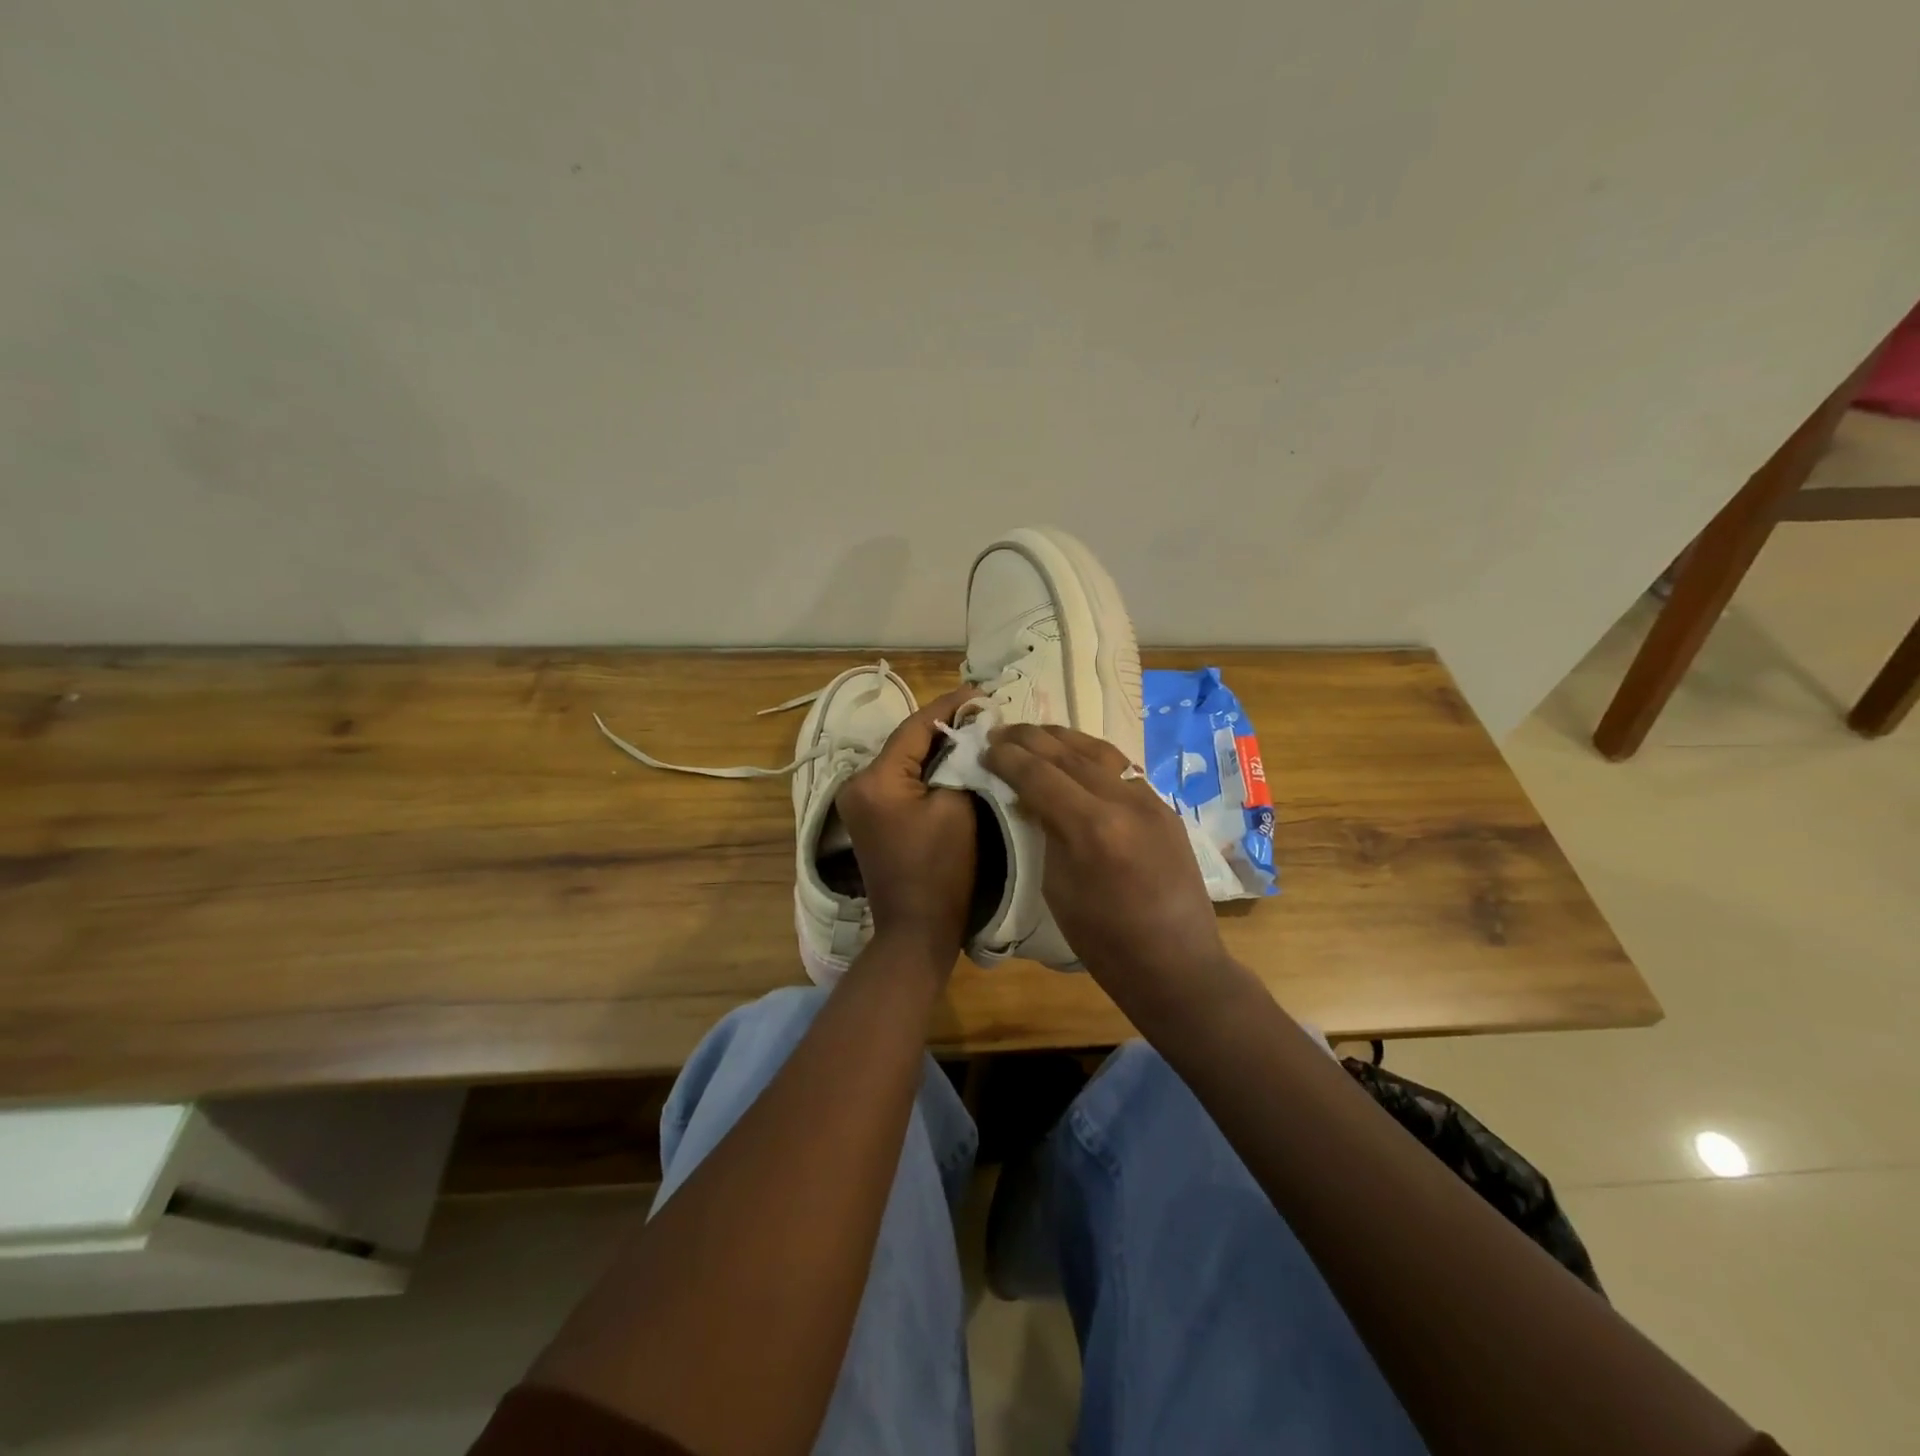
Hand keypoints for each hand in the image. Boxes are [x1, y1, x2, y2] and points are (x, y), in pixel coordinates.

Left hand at [835, 688, 979, 961]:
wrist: (916, 929)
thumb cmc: (942, 871)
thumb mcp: (959, 808)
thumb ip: (960, 761)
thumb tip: (969, 732)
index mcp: (875, 779)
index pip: (916, 727)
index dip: (951, 705)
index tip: (982, 692)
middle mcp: (857, 783)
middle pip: (906, 741)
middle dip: (945, 725)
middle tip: (983, 710)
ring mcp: (858, 802)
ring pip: (903, 759)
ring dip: (935, 746)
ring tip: (972, 729)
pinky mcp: (868, 816)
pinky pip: (899, 780)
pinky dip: (924, 769)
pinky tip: (951, 760)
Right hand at [983, 723, 1229, 993]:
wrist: (1175, 965)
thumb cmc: (1104, 941)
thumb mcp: (1057, 888)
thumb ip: (1044, 833)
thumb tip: (1029, 799)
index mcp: (1091, 827)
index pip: (1040, 775)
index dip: (1008, 758)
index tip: (986, 747)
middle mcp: (1124, 801)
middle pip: (1069, 753)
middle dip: (1031, 739)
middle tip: (1001, 732)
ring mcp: (1150, 801)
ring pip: (1100, 751)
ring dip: (1063, 738)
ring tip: (1035, 734)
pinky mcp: (1165, 808)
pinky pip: (1122, 768)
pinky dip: (1092, 755)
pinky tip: (1075, 756)